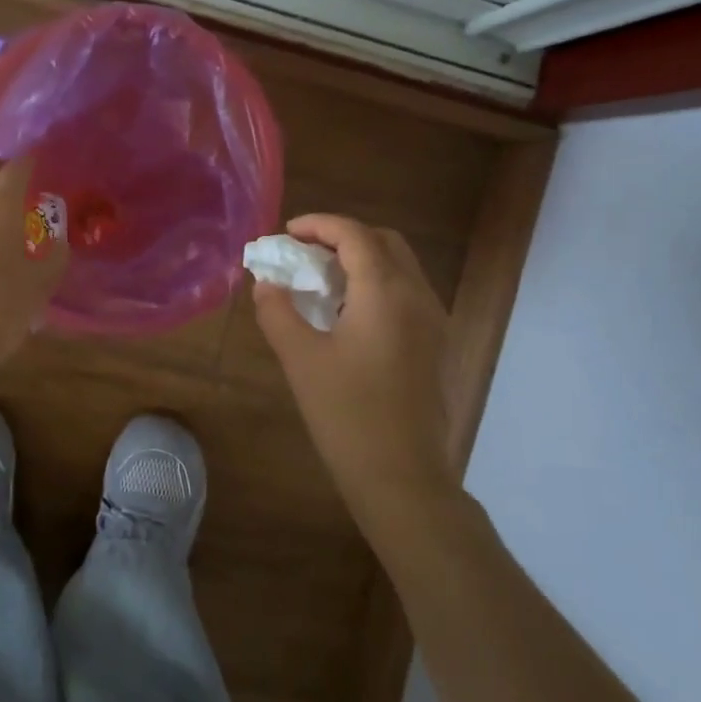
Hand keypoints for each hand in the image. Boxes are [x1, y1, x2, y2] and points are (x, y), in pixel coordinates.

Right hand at [252, 214, 451, 513]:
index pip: (355, 235)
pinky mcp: (434, 344)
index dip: (319, 225)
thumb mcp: (301, 360)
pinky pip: (406, 293)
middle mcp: (417, 296)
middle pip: (384, 242)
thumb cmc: (347, 414)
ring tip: (322, 281)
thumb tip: (266, 284)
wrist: (401, 476)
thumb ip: (278, 313)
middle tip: (305, 253)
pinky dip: (377, 284)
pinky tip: (347, 314)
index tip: (286, 233)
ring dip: (362, 260)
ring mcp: (432, 321)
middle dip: (343, 237)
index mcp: (386, 292)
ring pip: (399, 267)